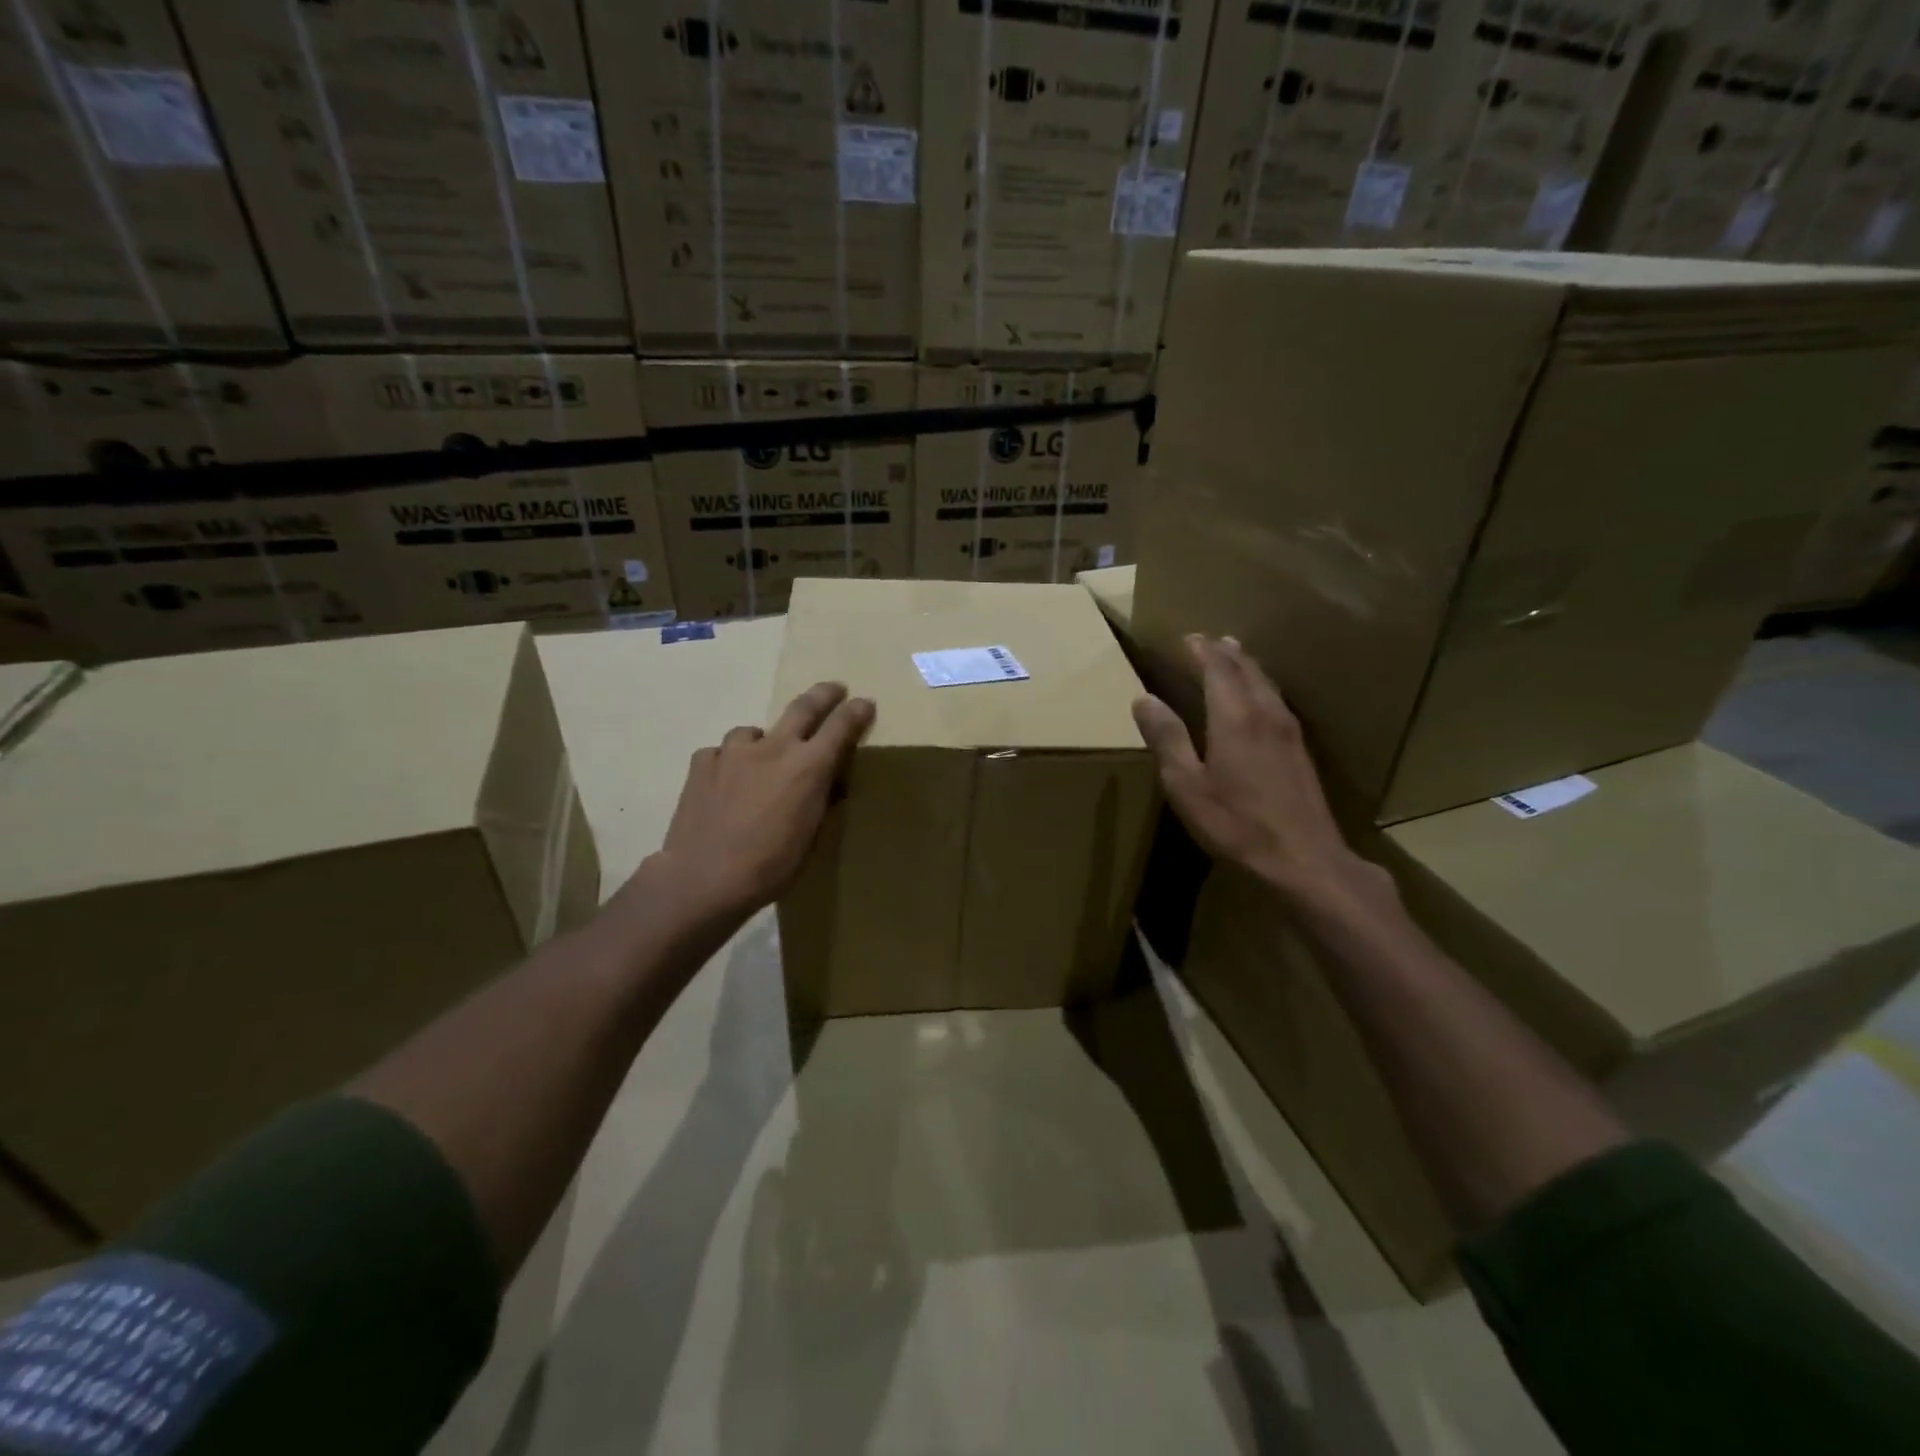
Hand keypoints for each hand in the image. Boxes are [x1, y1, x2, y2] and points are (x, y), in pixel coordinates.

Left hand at [649, 681, 874, 926]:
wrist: (703, 878)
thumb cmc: (770, 866)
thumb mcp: (810, 837)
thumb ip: (819, 802)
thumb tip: (827, 785)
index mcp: (808, 768)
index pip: (841, 727)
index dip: (856, 712)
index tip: (865, 703)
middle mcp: (773, 749)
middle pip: (803, 707)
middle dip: (823, 694)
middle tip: (834, 688)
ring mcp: (733, 752)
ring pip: (754, 732)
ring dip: (764, 741)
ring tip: (761, 758)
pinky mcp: (701, 763)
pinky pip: (721, 753)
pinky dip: (729, 762)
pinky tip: (725, 781)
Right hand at [1132, 635, 1387, 908]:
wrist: (1304, 860)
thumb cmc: (1236, 824)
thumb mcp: (1186, 785)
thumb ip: (1167, 739)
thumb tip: (1144, 699)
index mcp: (1234, 718)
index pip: (1218, 669)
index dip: (1201, 651)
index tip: (1187, 638)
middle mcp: (1265, 714)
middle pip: (1246, 670)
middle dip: (1225, 652)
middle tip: (1208, 639)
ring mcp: (1288, 732)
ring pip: (1266, 683)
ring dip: (1246, 665)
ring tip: (1234, 654)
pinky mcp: (1300, 750)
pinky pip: (1277, 700)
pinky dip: (1261, 686)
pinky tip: (1260, 697)